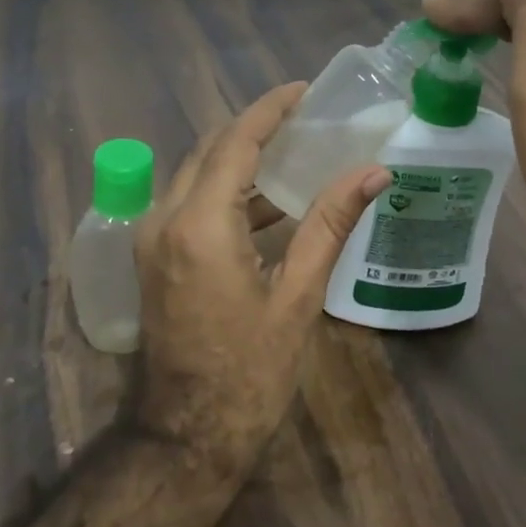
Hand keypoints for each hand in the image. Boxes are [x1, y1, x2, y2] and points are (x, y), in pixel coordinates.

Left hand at [133, 82, 392, 476]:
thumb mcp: (298, 296)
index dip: (270, 110)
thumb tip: (374, 171)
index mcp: (200, 225)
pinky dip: (227, 192)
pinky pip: (191, 204)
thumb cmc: (250, 372)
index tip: (303, 89)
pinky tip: (269, 202)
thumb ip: (330, 224)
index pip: (235, 142)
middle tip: (304, 118)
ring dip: (241, 158)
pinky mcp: (153, 258)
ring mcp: (152, 239)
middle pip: (210, 151)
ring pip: (197, 175)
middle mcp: (164, 219)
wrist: (187, 437)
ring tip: (294, 150)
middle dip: (255, 128)